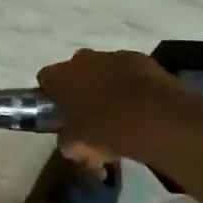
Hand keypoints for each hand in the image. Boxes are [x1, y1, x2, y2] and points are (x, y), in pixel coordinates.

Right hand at [36, 48, 202, 162]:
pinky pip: (128, 71)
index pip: (46, 79)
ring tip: (120, 116)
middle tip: (90, 118)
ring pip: (102, 69)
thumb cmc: (107, 131)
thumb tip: (70, 140)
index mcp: (62, 76)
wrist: (156, 117)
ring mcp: (113, 55)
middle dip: (80, 91)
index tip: (61, 114)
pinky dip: (131, 85)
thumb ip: (67, 141)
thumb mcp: (77, 147)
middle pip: (75, 72)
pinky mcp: (140, 58)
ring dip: (106, 87)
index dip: (51, 97)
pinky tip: (141, 107)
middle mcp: (84, 59)